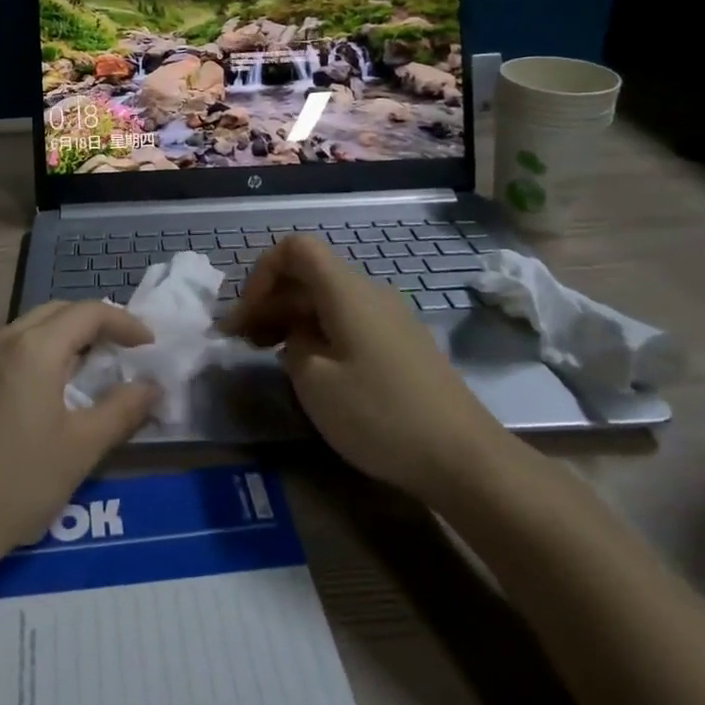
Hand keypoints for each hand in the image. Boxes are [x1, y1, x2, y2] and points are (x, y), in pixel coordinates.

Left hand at [0, 302, 160, 562]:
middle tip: (124, 349)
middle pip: (58, 311)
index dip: (124, 322)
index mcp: (34, 347)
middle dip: (95, 323)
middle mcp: (4, 339)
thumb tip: (152, 387)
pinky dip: (43, 352)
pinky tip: (53, 388)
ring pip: (33, 327)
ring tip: (94, 366)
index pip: (88, 313)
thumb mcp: (82, 448)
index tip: (149, 345)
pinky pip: (14, 347)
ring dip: (67, 336)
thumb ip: (122, 410)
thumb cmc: (19, 481)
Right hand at [224, 234, 506, 499]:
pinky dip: (317, 333)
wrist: (464, 457)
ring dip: (290, 318)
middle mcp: (368, 292)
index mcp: (346, 290)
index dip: (262, 272)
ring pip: (326, 300)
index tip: (248, 314)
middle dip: (269, 300)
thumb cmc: (381, 414)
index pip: (296, 248)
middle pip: (308, 275)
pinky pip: (347, 321)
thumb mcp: (315, 382)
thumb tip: (298, 336)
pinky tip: (308, 368)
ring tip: (265, 353)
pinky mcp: (399, 344)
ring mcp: (388, 317)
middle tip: (240, 340)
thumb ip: (292, 345)